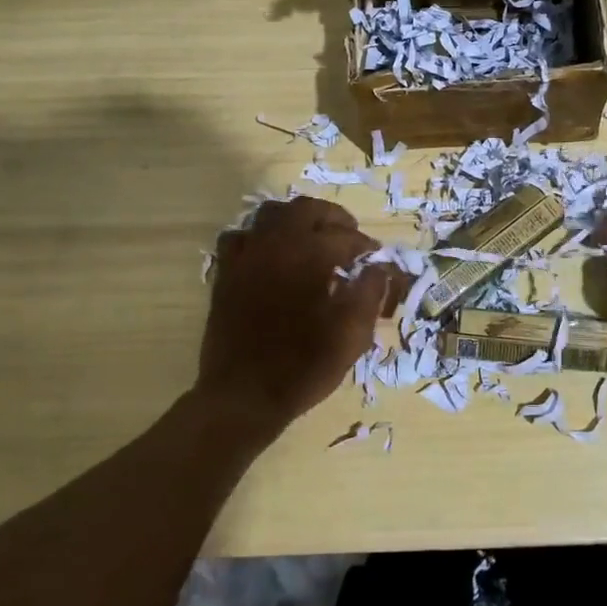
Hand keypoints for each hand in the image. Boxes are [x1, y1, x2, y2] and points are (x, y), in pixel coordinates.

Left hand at [196, 196, 400, 429]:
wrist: (243, 396)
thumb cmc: (304, 366)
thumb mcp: (352, 333)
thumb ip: (371, 292)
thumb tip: (381, 268)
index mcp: (309, 254)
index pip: (346, 237)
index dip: (366, 247)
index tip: (377, 262)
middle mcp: (275, 244)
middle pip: (306, 209)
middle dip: (333, 218)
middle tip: (349, 238)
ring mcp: (246, 256)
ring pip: (270, 214)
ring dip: (296, 220)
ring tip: (312, 239)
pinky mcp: (226, 273)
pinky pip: (240, 237)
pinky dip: (259, 237)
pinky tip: (271, 256)